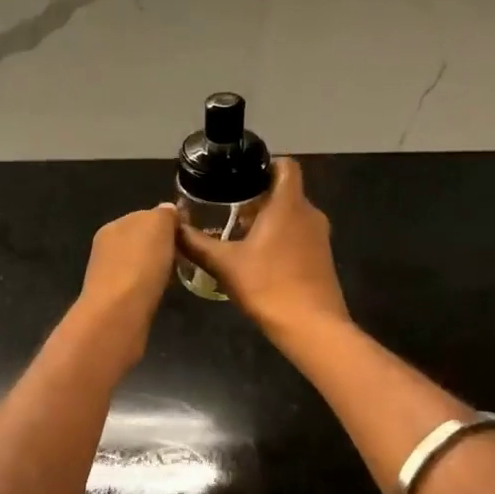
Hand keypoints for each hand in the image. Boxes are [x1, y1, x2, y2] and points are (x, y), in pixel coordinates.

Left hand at [77, 205, 179, 347]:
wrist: (118, 313)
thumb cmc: (140, 263)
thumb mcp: (158, 225)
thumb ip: (164, 214)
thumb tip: (168, 210)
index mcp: (114, 225)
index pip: (145, 216)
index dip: (168, 224)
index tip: (187, 235)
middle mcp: (107, 247)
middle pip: (142, 241)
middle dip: (162, 247)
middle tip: (185, 257)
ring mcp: (108, 275)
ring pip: (140, 264)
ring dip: (156, 267)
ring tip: (176, 276)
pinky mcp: (114, 300)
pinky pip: (139, 285)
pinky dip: (151, 286)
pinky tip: (162, 293)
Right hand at [178, 158, 348, 336]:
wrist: (313, 329)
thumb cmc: (269, 286)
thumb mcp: (224, 264)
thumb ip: (196, 243)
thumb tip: (172, 227)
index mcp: (289, 204)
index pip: (286, 166)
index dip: (264, 164)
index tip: (239, 175)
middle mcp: (309, 214)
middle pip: (285, 191)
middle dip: (257, 196)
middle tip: (226, 207)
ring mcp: (319, 237)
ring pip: (292, 215)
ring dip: (267, 219)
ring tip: (235, 232)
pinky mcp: (322, 258)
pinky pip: (298, 235)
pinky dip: (279, 237)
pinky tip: (256, 258)